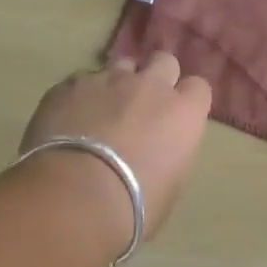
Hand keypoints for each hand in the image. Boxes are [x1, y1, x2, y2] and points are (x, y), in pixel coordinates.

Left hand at [16, 53, 212, 251]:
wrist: (74, 197)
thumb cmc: (134, 205)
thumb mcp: (170, 187)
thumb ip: (170, 155)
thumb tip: (156, 152)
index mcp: (183, 113)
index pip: (198, 88)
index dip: (186, 101)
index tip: (176, 119)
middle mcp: (150, 86)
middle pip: (163, 62)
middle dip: (156, 78)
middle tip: (143, 106)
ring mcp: (107, 80)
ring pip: (120, 66)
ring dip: (118, 84)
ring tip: (103, 112)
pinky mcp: (68, 85)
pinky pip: (81, 81)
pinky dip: (81, 97)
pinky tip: (69, 121)